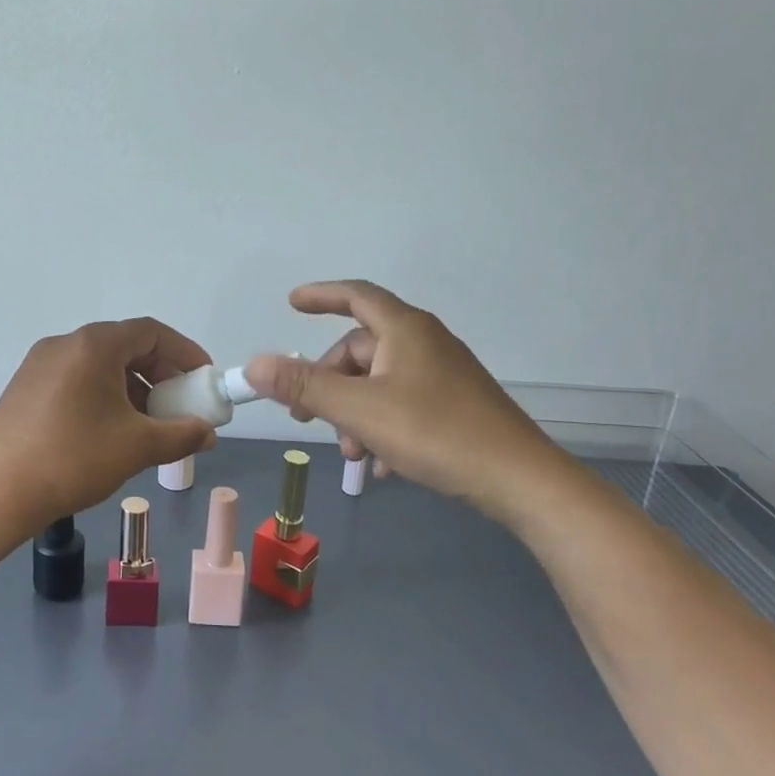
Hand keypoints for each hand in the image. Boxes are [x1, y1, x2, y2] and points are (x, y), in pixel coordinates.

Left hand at [0, 318, 217, 545]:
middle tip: (179, 403)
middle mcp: (64, 343)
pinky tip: (110, 430)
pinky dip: (103, 395)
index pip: (151, 331)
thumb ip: (182, 434)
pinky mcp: (24, 387)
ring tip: (148, 423)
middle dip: (160, 372)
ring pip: (99, 365)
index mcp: (93, 345)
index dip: (184, 352)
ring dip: (132, 387)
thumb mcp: (138, 447)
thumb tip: (208, 433)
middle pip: (124, 345)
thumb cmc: (74, 459)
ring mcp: (39, 364)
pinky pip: (76, 379)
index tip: (202, 378)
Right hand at [242, 281, 581, 526]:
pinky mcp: (456, 405)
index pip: (355, 295)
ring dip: (354, 414)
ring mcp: (444, 374)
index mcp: (404, 330)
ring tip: (351, 454)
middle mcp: (425, 342)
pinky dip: (382, 427)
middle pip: (361, 349)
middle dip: (330, 383)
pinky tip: (380, 465)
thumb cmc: (435, 432)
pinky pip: (404, 404)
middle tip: (307, 418)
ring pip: (380, 382)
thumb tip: (254, 365)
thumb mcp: (359, 410)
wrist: (520, 480)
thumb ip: (304, 386)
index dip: (321, 296)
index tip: (291, 304)